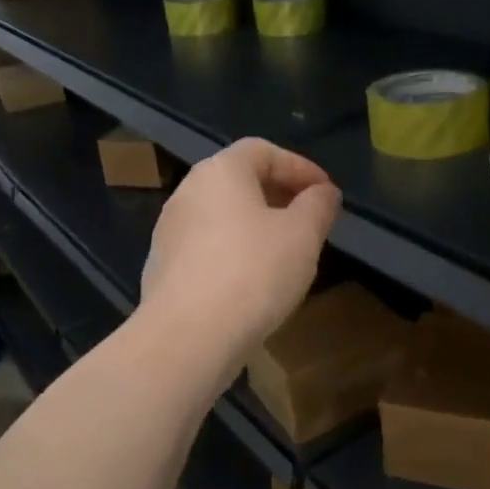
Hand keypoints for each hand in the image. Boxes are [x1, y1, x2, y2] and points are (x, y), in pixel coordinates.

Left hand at [141, 138, 341, 367]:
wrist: (188, 337)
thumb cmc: (253, 272)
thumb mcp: (303, 235)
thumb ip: (318, 206)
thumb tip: (324, 193)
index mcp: (220, 172)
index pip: (263, 151)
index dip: (300, 167)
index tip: (326, 193)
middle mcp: (187, 192)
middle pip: (239, 181)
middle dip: (279, 196)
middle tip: (310, 220)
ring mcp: (169, 232)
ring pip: (222, 216)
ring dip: (256, 226)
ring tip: (286, 252)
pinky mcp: (162, 268)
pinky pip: (207, 248)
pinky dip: (234, 252)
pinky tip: (253, 282)